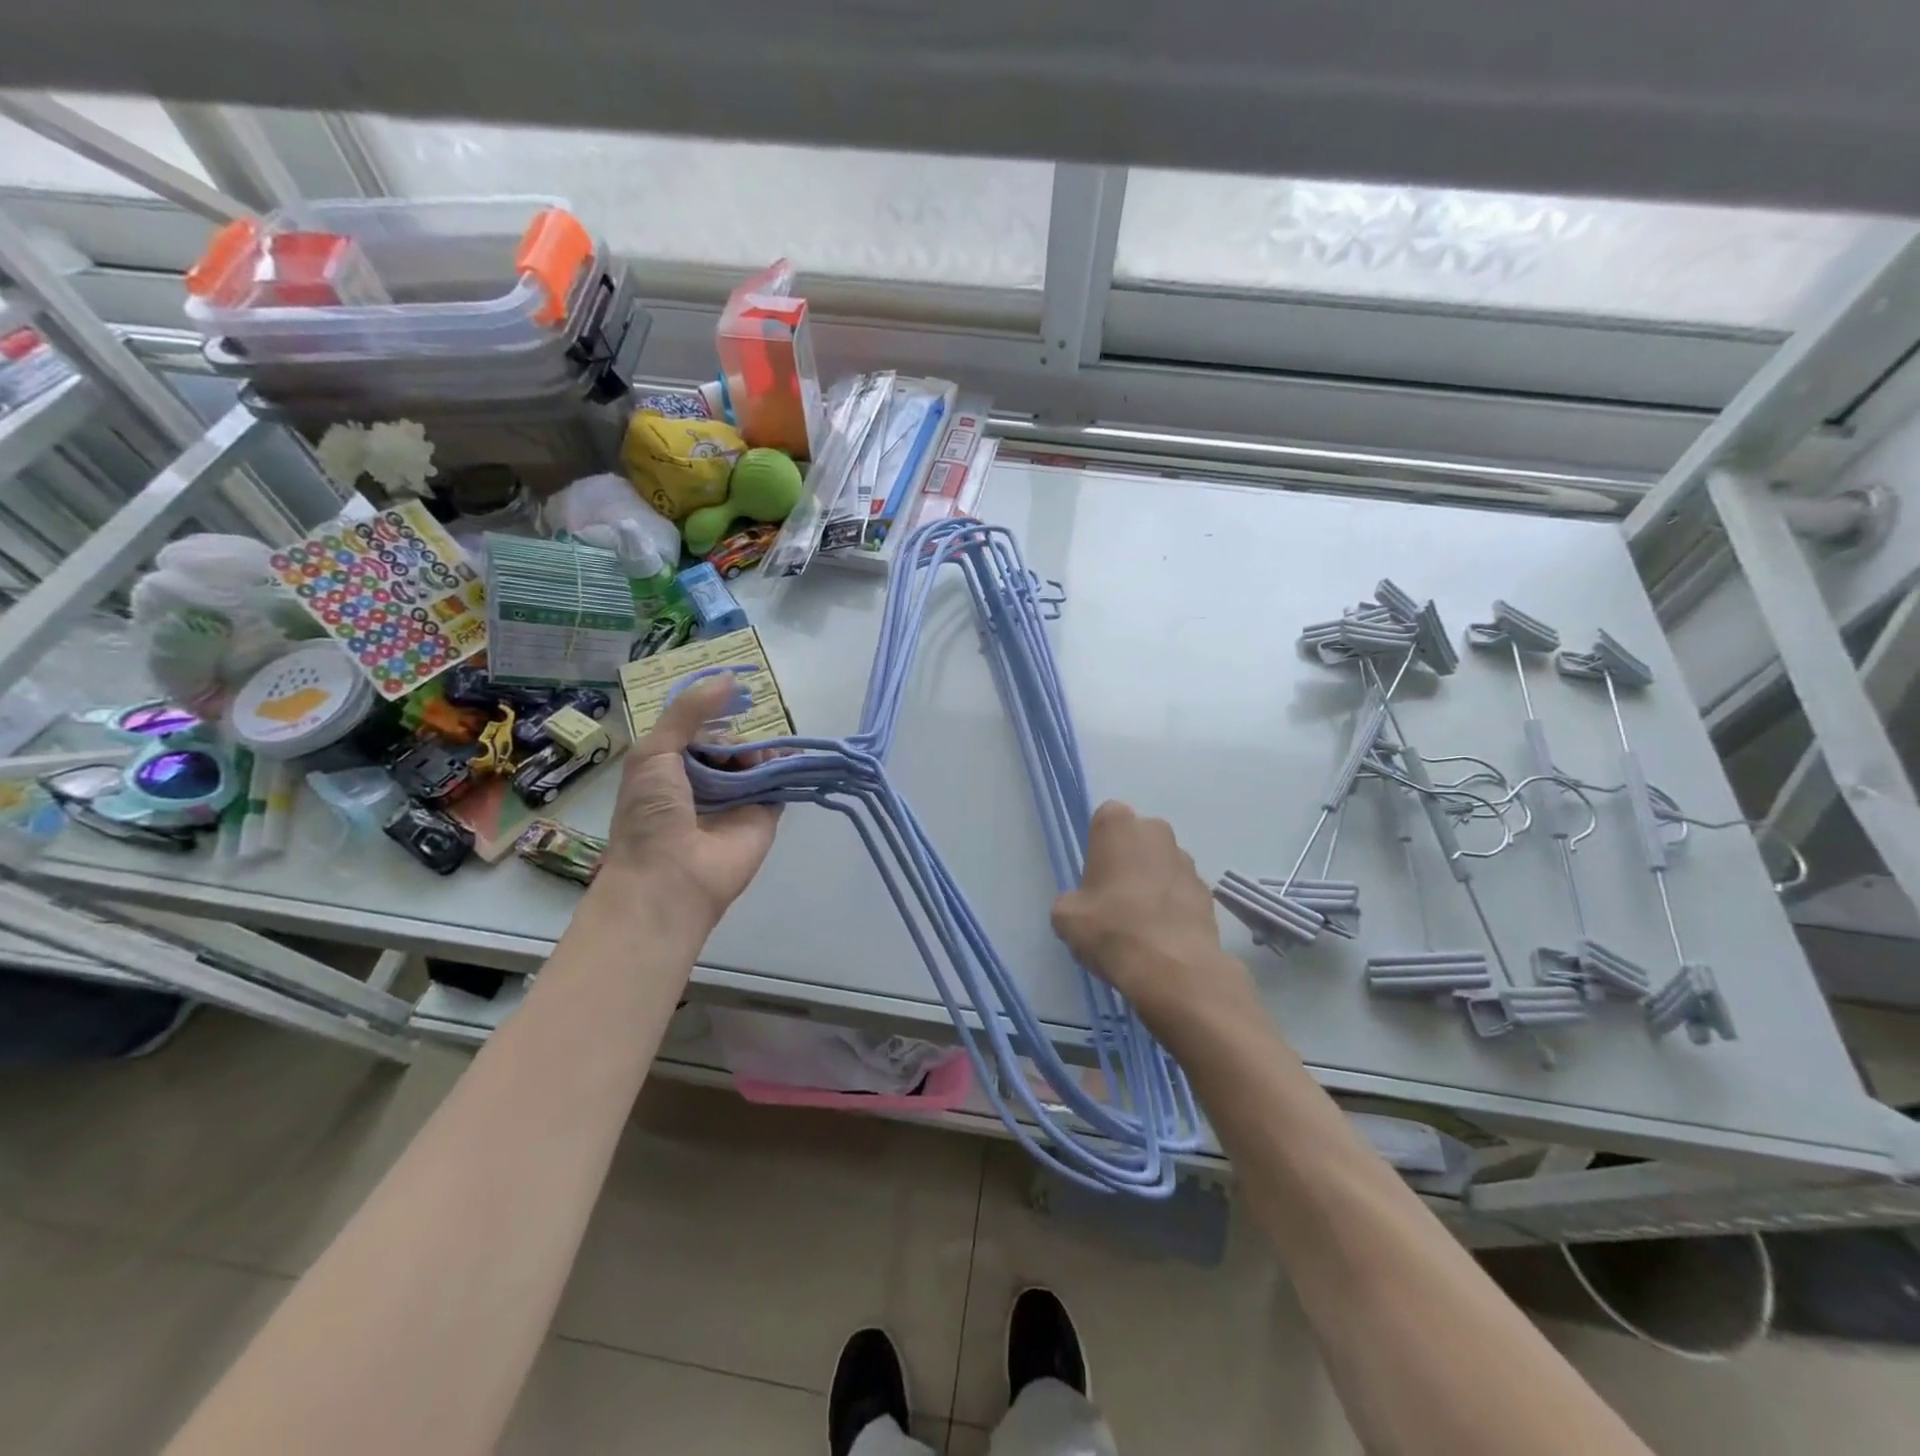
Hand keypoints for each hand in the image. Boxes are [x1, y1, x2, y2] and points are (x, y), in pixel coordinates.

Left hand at [598, 677, 780, 931]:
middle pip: (729, 743)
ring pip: (755, 759)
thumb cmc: (651, 814)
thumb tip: (730, 676)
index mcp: (670, 768)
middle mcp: (704, 781)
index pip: (697, 731)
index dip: (710, 714)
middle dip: (736, 734)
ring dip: (758, 749)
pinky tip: (788, 756)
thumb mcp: (655, 752)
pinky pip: (778, 783)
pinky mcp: (764, 815)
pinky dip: (785, 767)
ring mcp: (736, 799)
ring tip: (752, 757)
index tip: (729, 695)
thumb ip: (688, 712)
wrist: (671, 877)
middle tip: (738, 740)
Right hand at [1051, 801, 1254, 1031]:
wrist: (1172, 968)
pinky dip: (1173, 906)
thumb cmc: (1110, 928)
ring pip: (1162, 864)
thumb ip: (1072, 900)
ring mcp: (1187, 861)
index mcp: (1119, 826)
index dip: (1098, 847)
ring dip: (1152, 883)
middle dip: (1128, 860)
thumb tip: (1083, 906)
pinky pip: (1181, 891)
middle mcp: (1156, 832)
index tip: (1093, 876)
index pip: (1105, 819)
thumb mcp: (1065, 916)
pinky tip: (1162, 935)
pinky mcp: (1207, 892)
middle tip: (1113, 897)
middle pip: (1137, 840)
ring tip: (1140, 922)